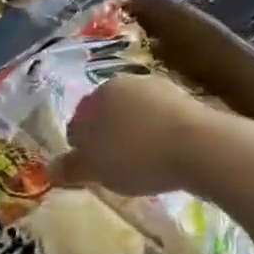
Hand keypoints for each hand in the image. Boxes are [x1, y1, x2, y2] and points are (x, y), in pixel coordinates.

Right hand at [55, 72, 221, 196]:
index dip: (80, 148)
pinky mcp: (191, 105)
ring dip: (134, 140)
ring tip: (141, 169)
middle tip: (113, 169)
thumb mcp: (95, 168)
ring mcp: (162, 91)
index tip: (89, 170)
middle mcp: (128, 83)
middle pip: (108, 117)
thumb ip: (71, 167)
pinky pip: (163, 126)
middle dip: (107, 140)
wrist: (203, 148)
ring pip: (137, 119)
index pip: (78, 121)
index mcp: (99, 92)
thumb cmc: (137, 154)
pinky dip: (159, 141)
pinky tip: (164, 161)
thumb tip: (50, 170)